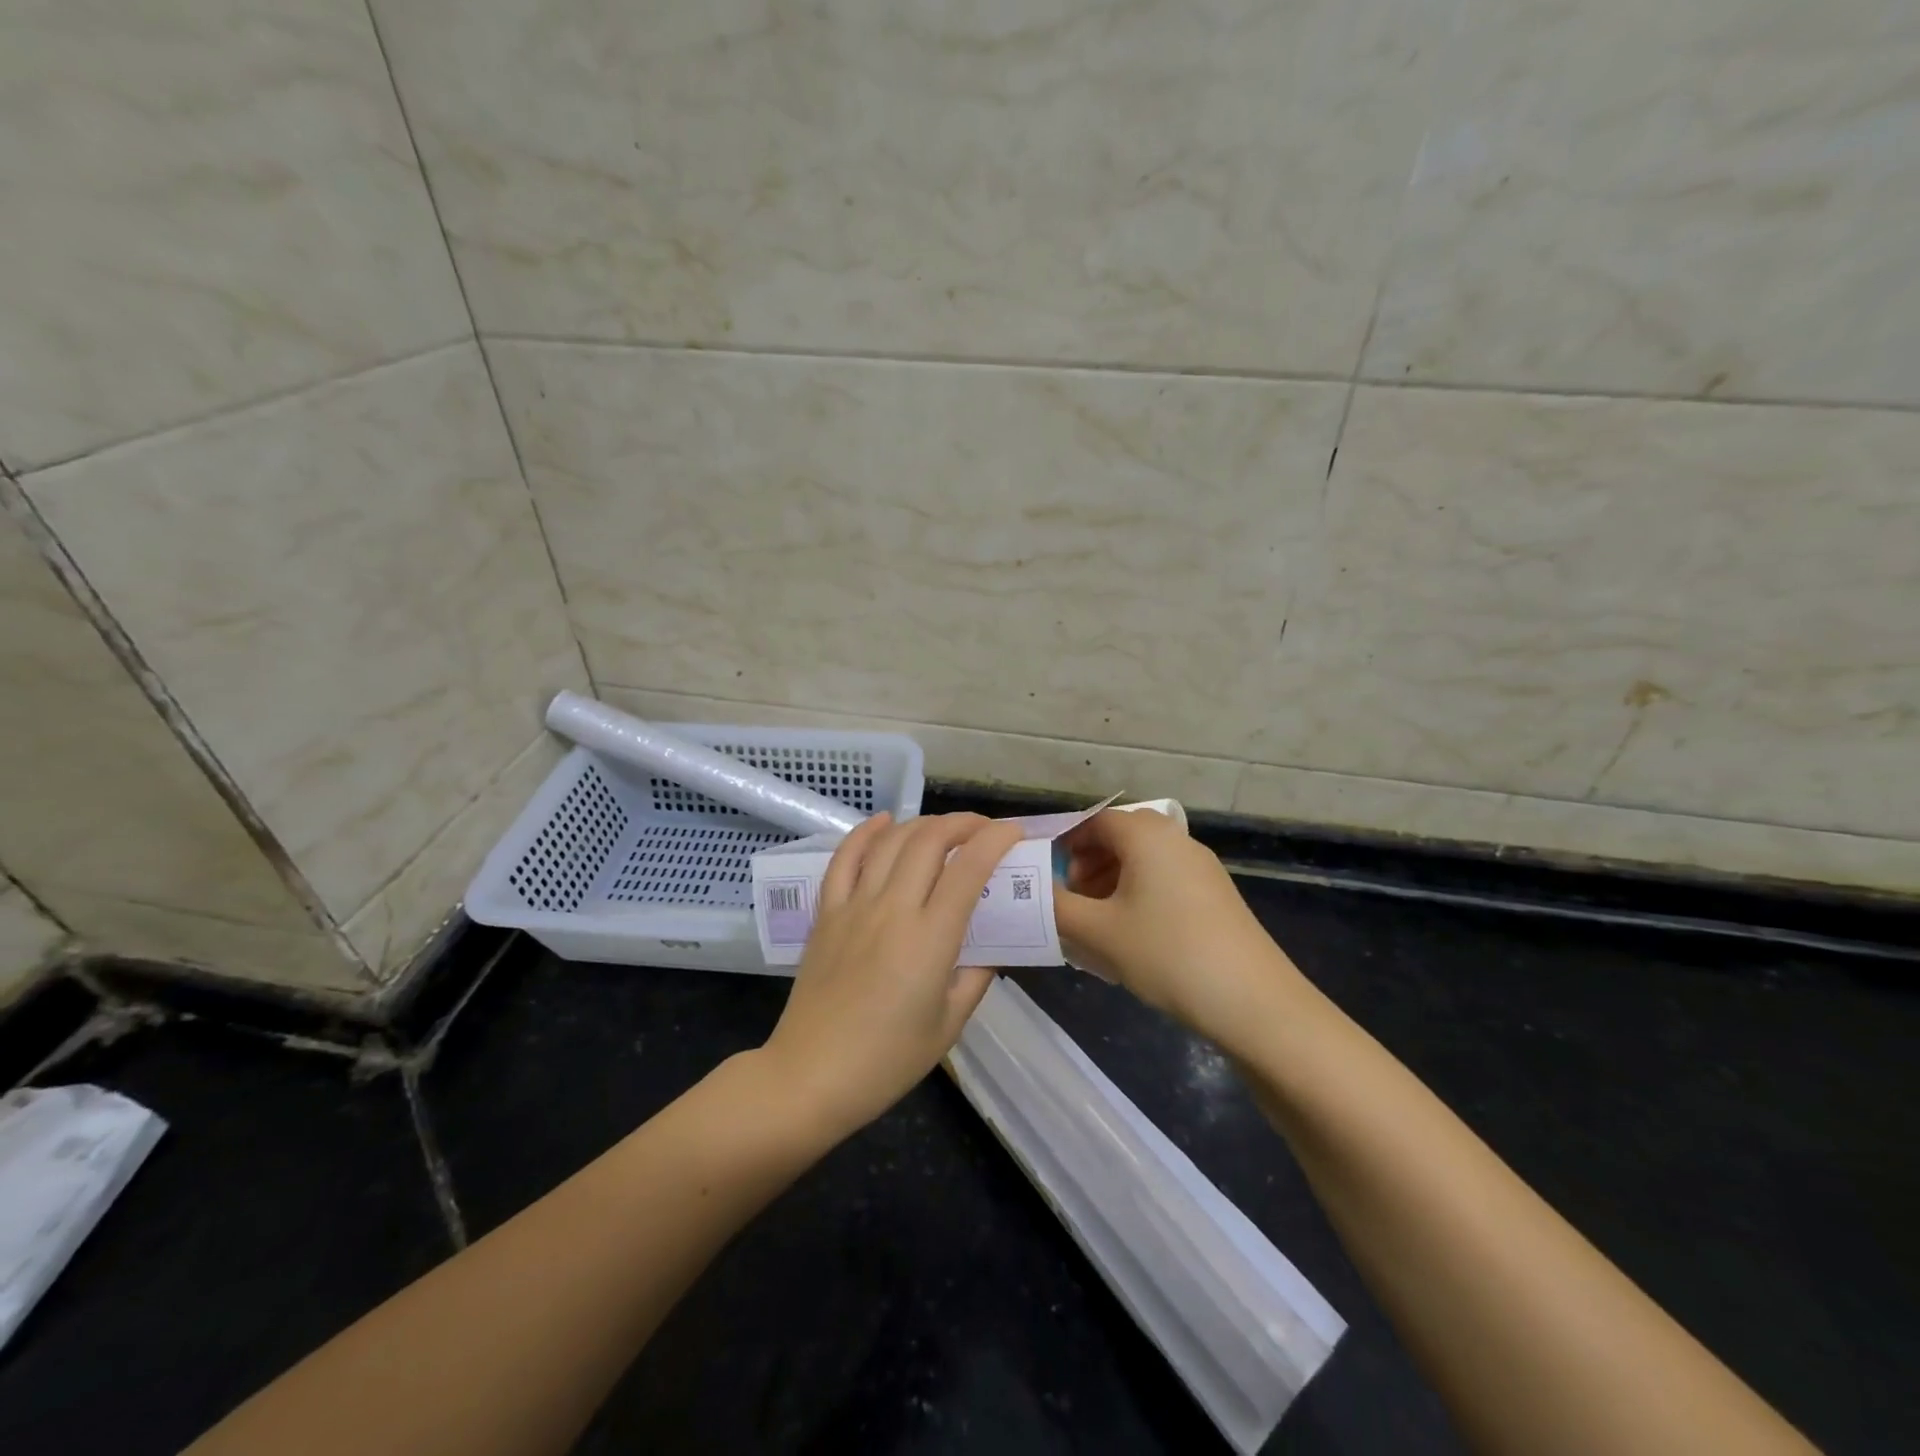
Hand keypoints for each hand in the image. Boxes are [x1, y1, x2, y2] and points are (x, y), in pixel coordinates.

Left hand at [759, 811, 1024, 1139]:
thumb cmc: (887, 1061)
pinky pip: (844, 859)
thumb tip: (990, 948)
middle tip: (983, 829)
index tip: (1014, 833)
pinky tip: (884, 822)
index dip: (995, 840)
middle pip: (930, 841)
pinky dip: (865, 832)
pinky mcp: (826, 912)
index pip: (969, 868)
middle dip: (963, 823)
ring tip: (944, 828)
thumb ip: (976, 978)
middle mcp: (893, 909)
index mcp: (930, 939)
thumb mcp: (949, 1025)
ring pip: (891, 842)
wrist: (811, 1076)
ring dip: (923, 824)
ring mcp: (854, 906)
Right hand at [1053, 808, 1295, 1047]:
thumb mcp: (1098, 932)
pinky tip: (1129, 935)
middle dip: (1086, 864)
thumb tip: (1027, 891)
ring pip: (1142, 861)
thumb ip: (1054, 907)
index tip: (1042, 873)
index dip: (1064, 842)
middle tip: (1067, 900)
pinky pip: (1164, 880)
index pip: (1094, 820)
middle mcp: (1175, 839)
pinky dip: (1137, 895)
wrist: (1253, 1002)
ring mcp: (1201, 867)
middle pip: (1119, 837)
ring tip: (1093, 922)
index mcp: (1146, 835)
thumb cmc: (1167, 954)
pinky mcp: (1215, 895)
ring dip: (1110, 881)